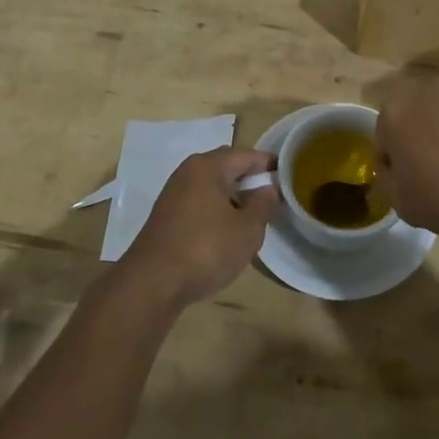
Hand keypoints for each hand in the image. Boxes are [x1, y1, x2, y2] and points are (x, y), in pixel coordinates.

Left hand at [120, 147, 277, 308]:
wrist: (152, 283)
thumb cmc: (206, 249)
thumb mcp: (247, 230)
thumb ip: (262, 206)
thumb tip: (268, 190)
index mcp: (208, 167)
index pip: (244, 155)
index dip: (266, 163)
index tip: (286, 174)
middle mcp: (187, 173)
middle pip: (225, 166)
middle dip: (248, 177)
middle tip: (271, 192)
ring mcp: (173, 194)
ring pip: (210, 185)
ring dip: (232, 194)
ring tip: (252, 212)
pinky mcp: (166, 216)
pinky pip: (199, 201)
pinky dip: (216, 208)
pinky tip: (226, 228)